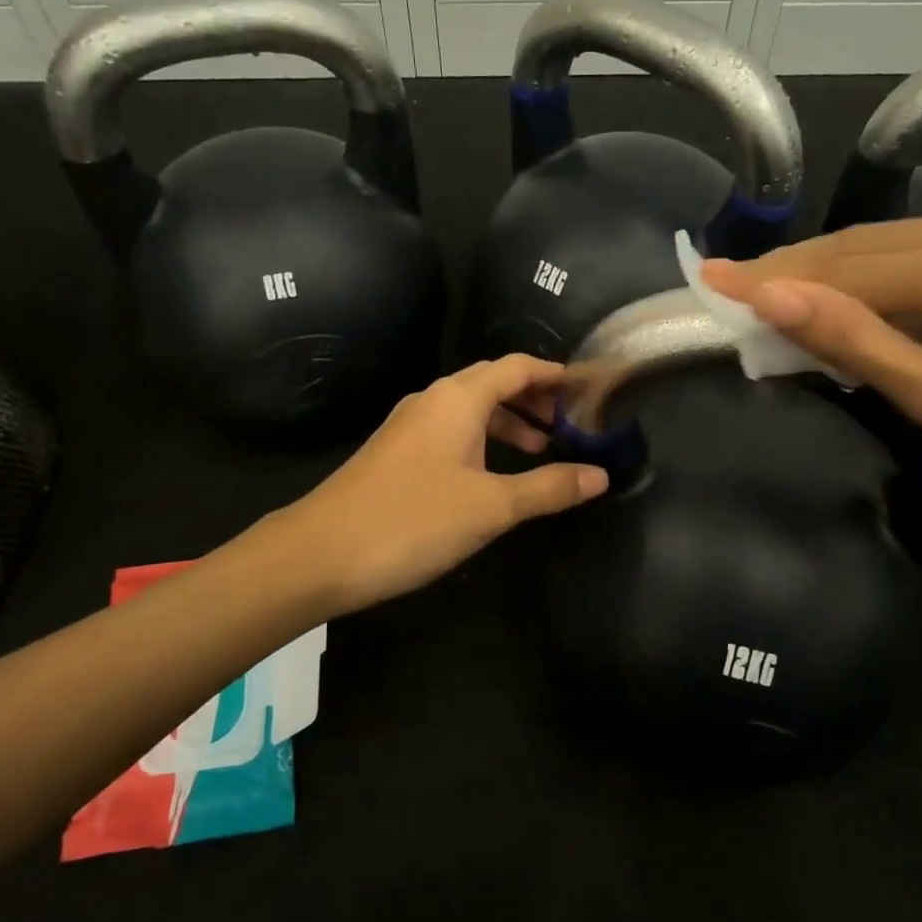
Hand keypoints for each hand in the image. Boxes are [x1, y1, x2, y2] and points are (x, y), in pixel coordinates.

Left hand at [268, 355, 607, 613]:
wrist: (320, 553)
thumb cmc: (413, 520)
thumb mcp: (491, 506)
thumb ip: (548, 488)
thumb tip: (600, 476)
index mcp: (458, 398)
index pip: (516, 367)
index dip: (555, 374)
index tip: (589, 390)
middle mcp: (433, 400)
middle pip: (494, 383)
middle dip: (535, 399)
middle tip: (573, 424)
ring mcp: (410, 426)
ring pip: (471, 409)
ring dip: (509, 423)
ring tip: (541, 450)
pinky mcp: (396, 453)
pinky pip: (451, 431)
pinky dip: (482, 440)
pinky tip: (493, 474)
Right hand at [702, 200, 921, 498]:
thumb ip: (856, 341)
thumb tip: (772, 299)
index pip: (839, 268)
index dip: (768, 278)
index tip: (706, 278)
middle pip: (857, 245)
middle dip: (789, 271)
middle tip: (728, 289)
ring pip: (885, 244)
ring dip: (826, 273)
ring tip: (771, 297)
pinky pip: (919, 250)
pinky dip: (871, 275)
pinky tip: (846, 298)